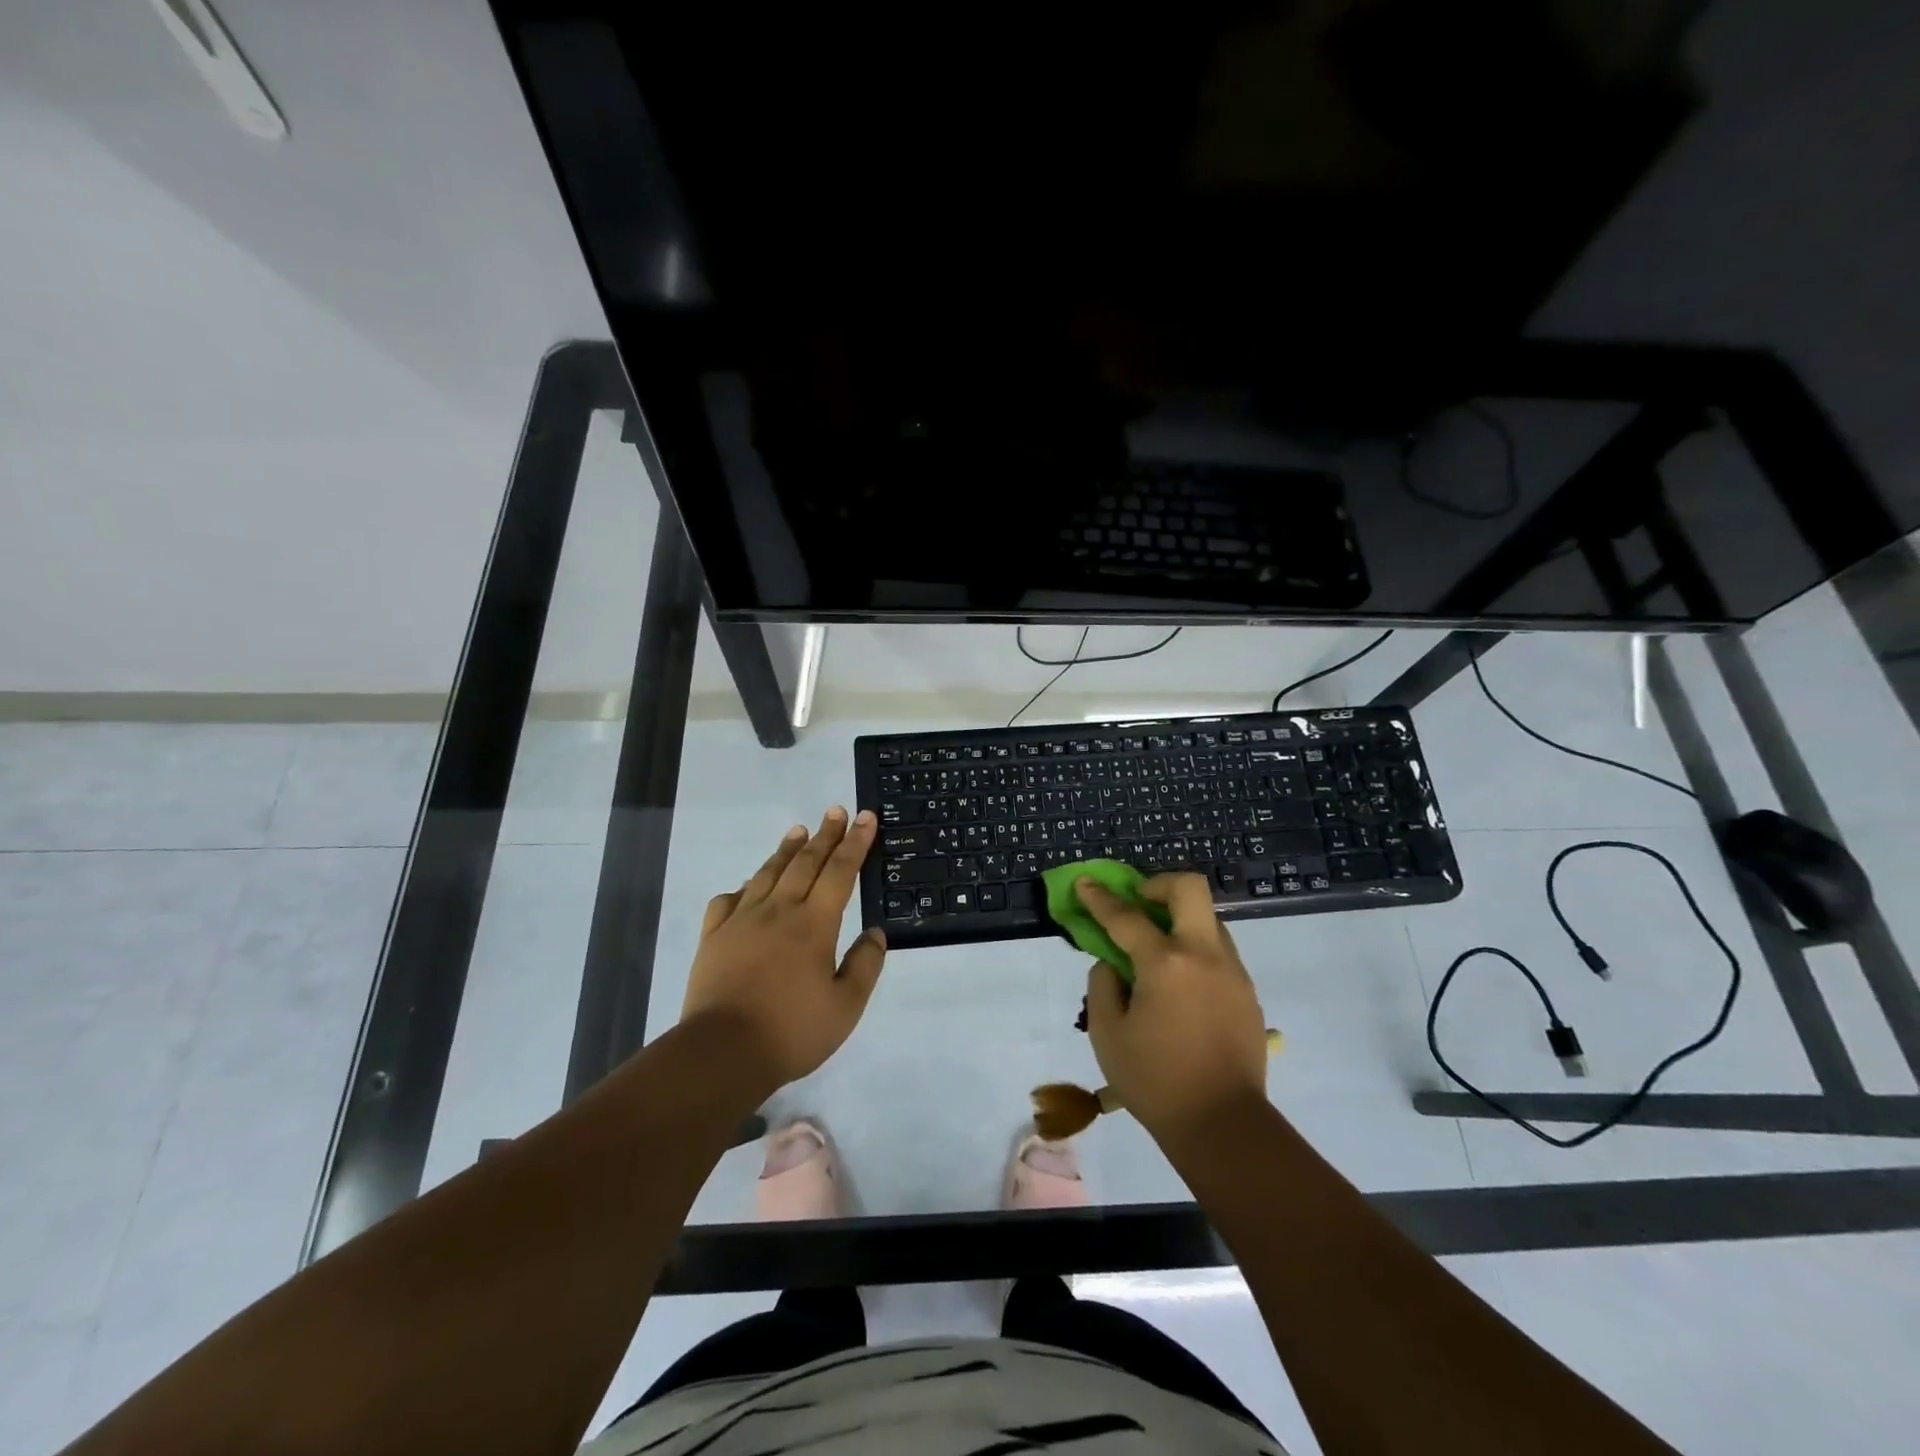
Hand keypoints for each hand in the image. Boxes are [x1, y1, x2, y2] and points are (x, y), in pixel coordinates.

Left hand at [681, 807, 886, 1094]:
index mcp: (814, 924)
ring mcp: (742, 921)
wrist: (721, 1053)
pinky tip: (749, 885)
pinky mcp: (714, 937)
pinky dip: (744, 886)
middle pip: (805, 863)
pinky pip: (729, 900)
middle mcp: (779, 911)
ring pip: (768, 873)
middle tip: (836, 811)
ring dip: (787, 849)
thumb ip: (864, 966)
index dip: (855, 842)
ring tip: (798, 830)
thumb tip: (875, 932)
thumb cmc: (791, 1032)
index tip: (865, 818)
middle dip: (825, 834)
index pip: (840, 871)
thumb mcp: (845, 1007)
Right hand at [1077, 872, 1269, 1147]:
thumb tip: (1113, 963)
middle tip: (1138, 902)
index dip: (1100, 897)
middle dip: (1158, 884)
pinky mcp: (1247, 992)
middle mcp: (1204, 955)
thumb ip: (1103, 985)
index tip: (1086, 882)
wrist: (1223, 1125)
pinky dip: (1195, 949)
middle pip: (1189, 888)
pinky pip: (1219, 951)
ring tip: (1157, 948)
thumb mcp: (1108, 1034)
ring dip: (1180, 918)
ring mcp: (1232, 971)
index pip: (1126, 917)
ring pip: (1209, 918)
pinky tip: (1180, 983)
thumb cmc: (1155, 1081)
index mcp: (1165, 963)